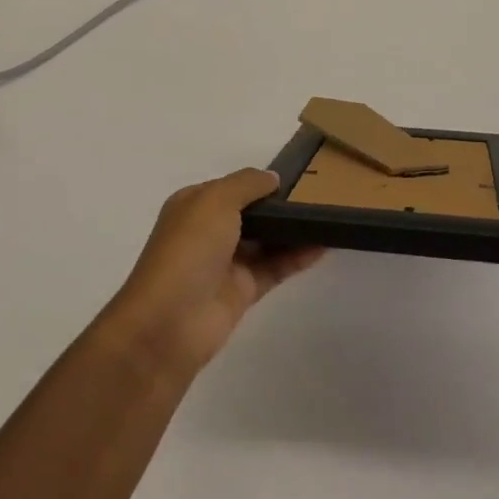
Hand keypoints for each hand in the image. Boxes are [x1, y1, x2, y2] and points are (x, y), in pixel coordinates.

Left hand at [105, 169, 325, 376]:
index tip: (298, 176)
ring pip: (266, 241)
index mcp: (194, 205)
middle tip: (321, 195)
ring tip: (329, 216)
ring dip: (293, 230)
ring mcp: (226, 263)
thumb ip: (247, 183)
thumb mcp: (215, 201)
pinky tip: (324, 244)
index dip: (260, 182)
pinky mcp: (244, 291)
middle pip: (251, 214)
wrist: (170, 322)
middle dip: (280, 205)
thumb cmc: (189, 249)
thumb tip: (273, 178)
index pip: (232, 187)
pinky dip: (298, 256)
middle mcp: (208, 231)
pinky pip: (275, 267)